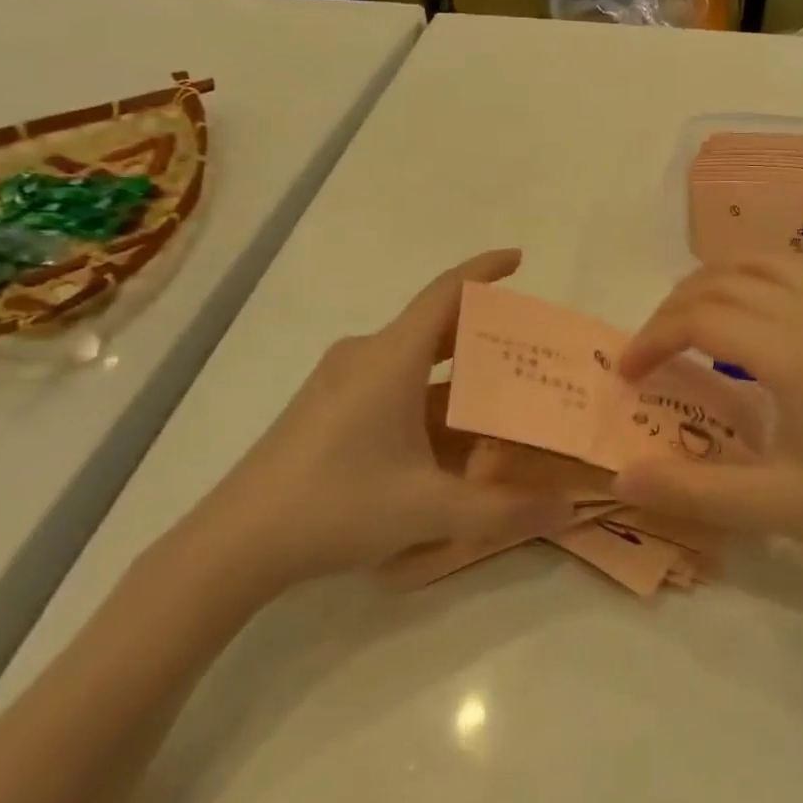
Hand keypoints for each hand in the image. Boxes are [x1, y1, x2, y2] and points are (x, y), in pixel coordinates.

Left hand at [178, 251, 571, 607]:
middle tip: (531, 346)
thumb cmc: (338, 506)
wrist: (236, 542)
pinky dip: (429, 396)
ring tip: (502, 393)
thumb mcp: (430, 509)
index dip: (485, 270)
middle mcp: (366, 356)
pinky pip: (392, 383)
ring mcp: (341, 380)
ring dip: (457, 371)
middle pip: (434, 325)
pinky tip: (451, 435)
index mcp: (391, 358)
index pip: (445, 292)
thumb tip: (567, 509)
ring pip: (413, 360)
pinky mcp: (327, 406)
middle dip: (483, 330)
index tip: (520, 259)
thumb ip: (505, 510)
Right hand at [613, 257, 802, 572]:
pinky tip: (759, 299)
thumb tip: (622, 479)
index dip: (652, 338)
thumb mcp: (779, 507)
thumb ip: (694, 491)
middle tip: (650, 353)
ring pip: (762, 262)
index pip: (699, 320)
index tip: (627, 374)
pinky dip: (763, 271)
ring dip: (714, 281)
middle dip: (672, 310)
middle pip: (722, 282)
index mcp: (791, 354)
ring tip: (689, 317)